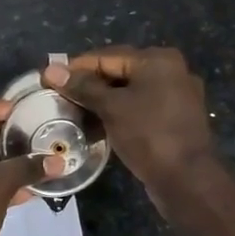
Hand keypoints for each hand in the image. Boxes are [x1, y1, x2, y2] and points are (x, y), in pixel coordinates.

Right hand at [41, 46, 212, 200]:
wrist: (187, 179)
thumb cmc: (148, 135)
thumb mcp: (111, 108)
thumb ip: (82, 87)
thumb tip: (51, 69)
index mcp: (157, 60)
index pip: (106, 56)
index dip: (75, 68)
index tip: (48, 79)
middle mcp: (170, 71)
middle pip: (119, 72)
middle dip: (88, 85)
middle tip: (58, 98)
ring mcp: (176, 96)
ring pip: (129, 92)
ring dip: (101, 101)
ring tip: (73, 112)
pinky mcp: (174, 119)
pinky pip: (139, 108)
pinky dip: (118, 113)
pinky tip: (97, 125)